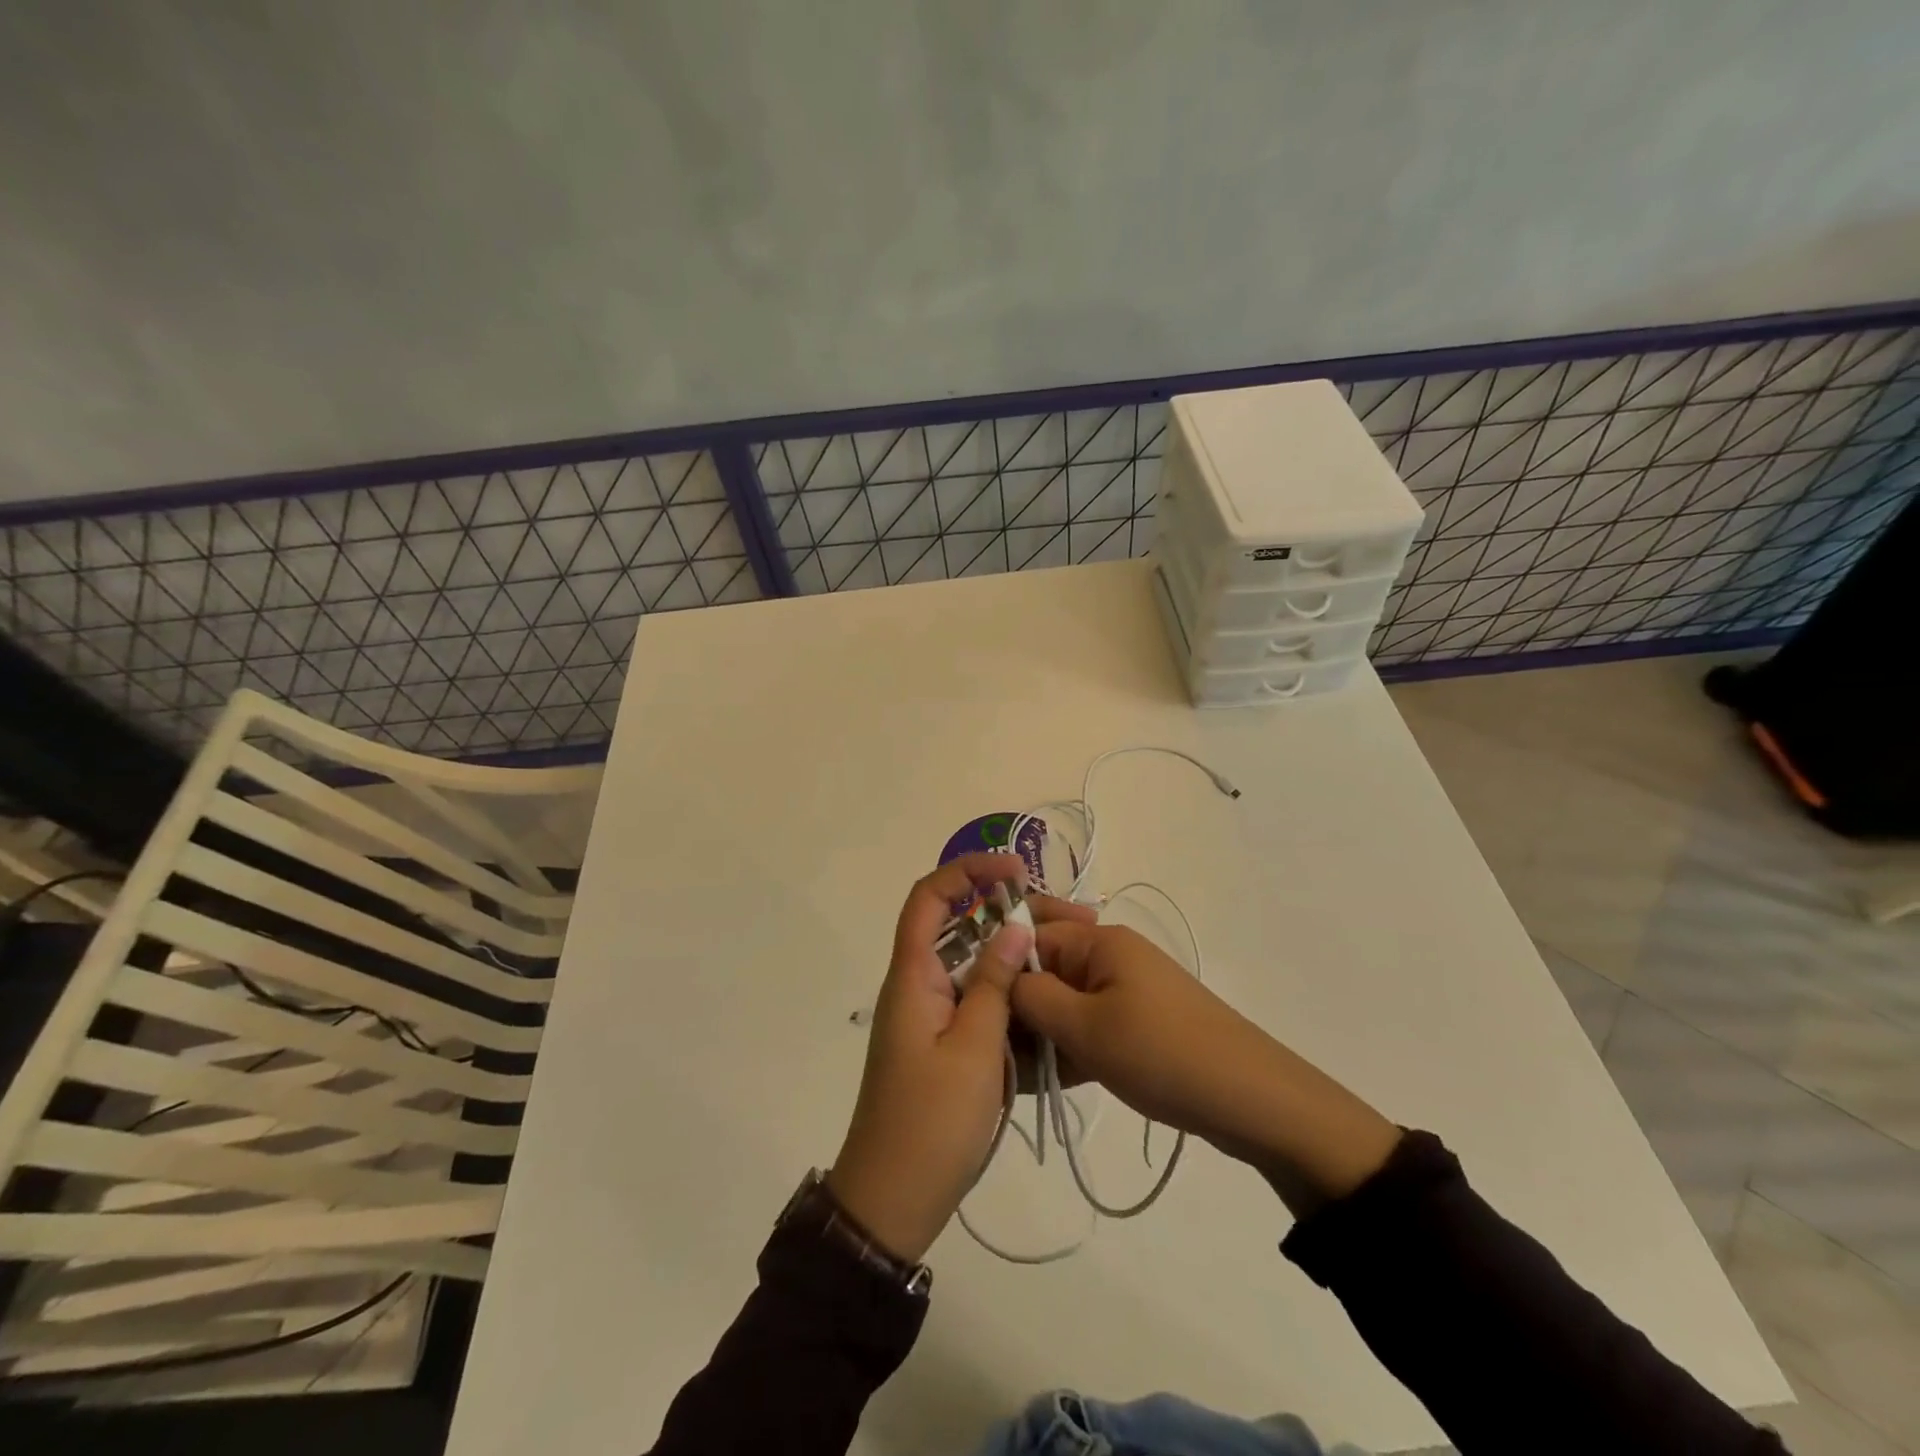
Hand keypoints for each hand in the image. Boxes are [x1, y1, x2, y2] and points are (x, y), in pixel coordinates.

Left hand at [827, 853, 1040, 1262]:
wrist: (892, 1200)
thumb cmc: (931, 1122)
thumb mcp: (974, 1049)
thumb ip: (994, 984)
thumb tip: (1014, 926)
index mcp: (912, 976)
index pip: (928, 898)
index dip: (967, 871)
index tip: (1016, 871)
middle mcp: (915, 985)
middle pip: (954, 925)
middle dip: (1001, 911)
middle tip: (1057, 917)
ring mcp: (927, 1014)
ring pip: (967, 963)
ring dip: (1007, 952)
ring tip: (1059, 953)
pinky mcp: (940, 1041)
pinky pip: (972, 997)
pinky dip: (1003, 989)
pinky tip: (1041, 998)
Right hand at [1012, 920, 1400, 1208]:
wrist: (1252, 1100)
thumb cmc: (1162, 1053)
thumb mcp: (1085, 1027)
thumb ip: (1033, 998)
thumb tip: (999, 977)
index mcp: (1099, 941)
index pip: (1029, 937)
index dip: (997, 967)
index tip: (967, 1007)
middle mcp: (1110, 956)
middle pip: (1045, 971)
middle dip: (1017, 1008)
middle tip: (988, 1050)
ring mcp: (1126, 991)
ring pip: (1064, 1004)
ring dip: (1041, 1035)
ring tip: (1013, 1075)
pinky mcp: (1138, 1024)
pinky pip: (1088, 1027)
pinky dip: (1068, 1050)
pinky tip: (1046, 1083)